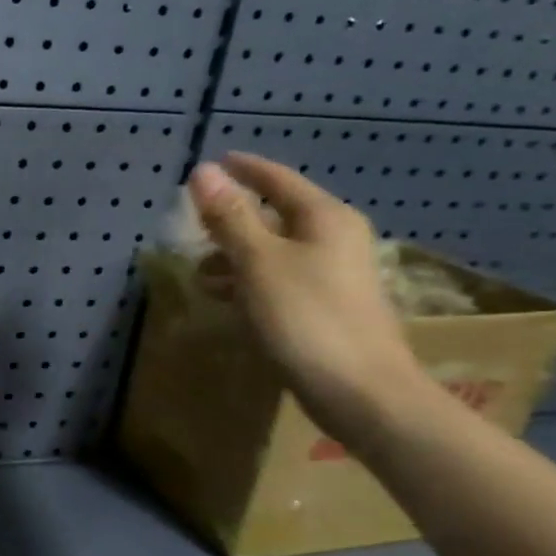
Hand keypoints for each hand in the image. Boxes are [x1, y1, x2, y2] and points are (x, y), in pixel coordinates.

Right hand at [187, 153, 426, 434]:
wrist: (361, 392)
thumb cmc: (305, 317)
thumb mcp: (257, 262)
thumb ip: (230, 216)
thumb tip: (203, 172)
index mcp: (324, 218)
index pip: (277, 179)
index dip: (243, 169)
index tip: (212, 162)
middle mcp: (335, 238)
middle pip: (276, 214)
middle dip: (232, 218)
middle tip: (193, 222)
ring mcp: (334, 274)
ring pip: (274, 249)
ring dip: (235, 254)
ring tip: (199, 270)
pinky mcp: (326, 306)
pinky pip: (279, 278)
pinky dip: (249, 280)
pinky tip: (225, 298)